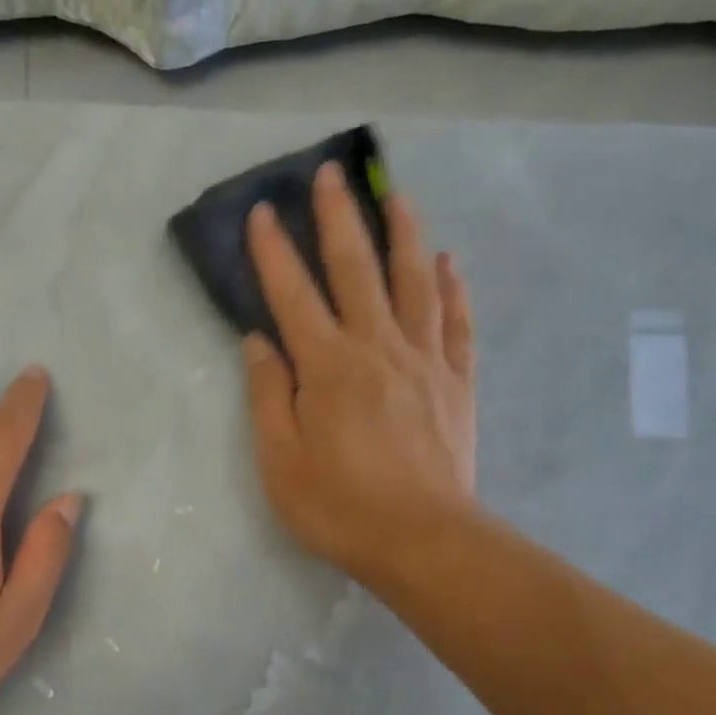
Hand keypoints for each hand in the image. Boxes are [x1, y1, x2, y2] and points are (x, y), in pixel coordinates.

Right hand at [242, 162, 476, 589]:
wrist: (423, 540)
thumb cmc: (339, 506)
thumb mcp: (280, 461)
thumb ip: (268, 396)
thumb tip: (259, 342)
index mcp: (327, 368)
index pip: (293, 295)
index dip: (274, 252)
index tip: (263, 211)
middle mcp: (377, 348)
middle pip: (356, 270)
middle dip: (338, 218)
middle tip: (330, 173)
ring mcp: (424, 361)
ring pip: (414, 282)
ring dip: (403, 234)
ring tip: (395, 194)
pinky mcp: (456, 382)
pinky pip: (457, 322)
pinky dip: (452, 288)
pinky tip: (447, 261)